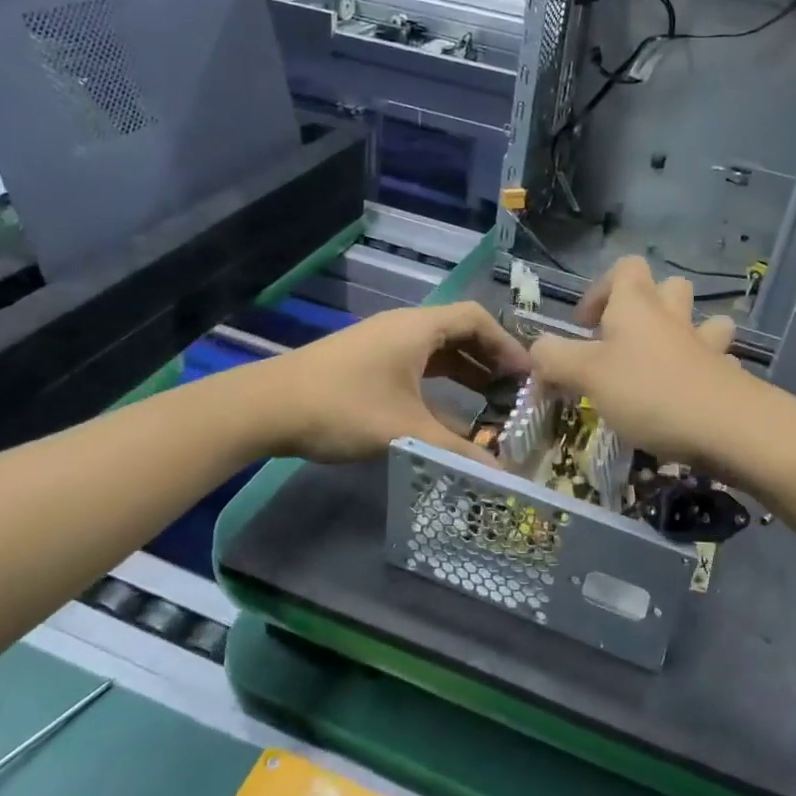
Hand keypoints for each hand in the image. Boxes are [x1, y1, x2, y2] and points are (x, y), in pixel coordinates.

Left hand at [260, 302, 531, 464]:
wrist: (267, 407)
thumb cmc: (343, 408)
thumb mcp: (406, 431)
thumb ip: (458, 452)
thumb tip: (505, 476)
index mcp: (418, 328)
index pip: (477, 319)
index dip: (507, 344)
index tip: (528, 375)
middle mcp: (403, 326)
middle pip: (459, 331)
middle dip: (490, 359)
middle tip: (515, 391)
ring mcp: (381, 343)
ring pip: (436, 349)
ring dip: (464, 371)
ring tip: (489, 403)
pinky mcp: (365, 361)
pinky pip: (415, 363)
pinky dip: (438, 381)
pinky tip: (444, 412)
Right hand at [529, 256, 747, 467]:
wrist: (727, 427)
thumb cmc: (648, 392)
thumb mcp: (586, 375)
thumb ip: (554, 359)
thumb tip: (538, 350)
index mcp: (636, 306)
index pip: (625, 268)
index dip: (601, 289)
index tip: (585, 326)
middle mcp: (673, 316)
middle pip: (668, 287)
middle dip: (648, 306)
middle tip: (624, 341)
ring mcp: (706, 344)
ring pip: (702, 320)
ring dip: (685, 332)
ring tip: (665, 360)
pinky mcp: (729, 375)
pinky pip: (718, 361)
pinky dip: (705, 370)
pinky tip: (693, 392)